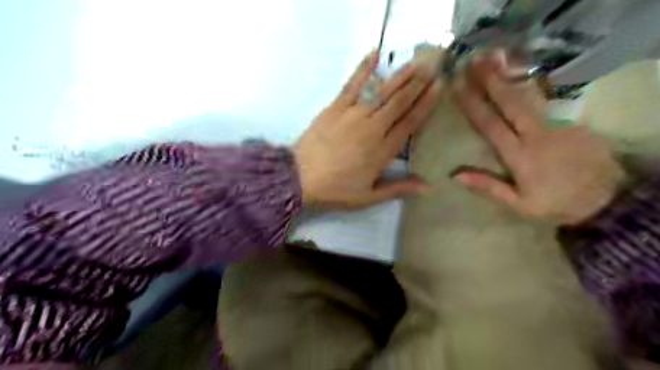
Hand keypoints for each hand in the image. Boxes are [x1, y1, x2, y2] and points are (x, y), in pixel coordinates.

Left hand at [295, 51, 438, 207]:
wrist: (300, 178)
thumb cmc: (336, 189)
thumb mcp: (369, 196)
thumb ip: (399, 188)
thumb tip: (429, 186)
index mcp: (383, 150)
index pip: (410, 122)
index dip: (426, 103)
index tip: (439, 87)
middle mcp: (373, 127)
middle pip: (400, 102)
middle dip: (418, 84)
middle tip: (433, 67)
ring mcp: (353, 114)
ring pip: (382, 91)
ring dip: (400, 75)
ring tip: (415, 62)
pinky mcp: (336, 107)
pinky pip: (353, 84)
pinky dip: (365, 68)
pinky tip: (376, 54)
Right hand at [451, 55, 624, 224]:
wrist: (608, 199)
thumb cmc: (556, 204)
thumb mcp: (519, 204)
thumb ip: (488, 187)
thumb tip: (455, 175)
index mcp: (521, 155)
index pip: (491, 126)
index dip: (473, 105)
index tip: (458, 87)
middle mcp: (537, 135)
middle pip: (510, 103)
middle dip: (491, 81)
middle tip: (475, 62)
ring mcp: (558, 125)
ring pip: (529, 97)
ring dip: (509, 79)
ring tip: (494, 63)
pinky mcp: (572, 122)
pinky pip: (545, 102)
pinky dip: (530, 88)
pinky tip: (520, 80)